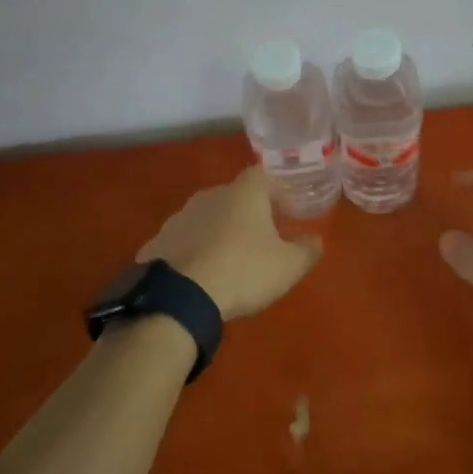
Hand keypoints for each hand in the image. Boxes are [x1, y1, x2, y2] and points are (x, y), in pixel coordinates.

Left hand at [136, 166, 322, 321]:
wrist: (179, 297)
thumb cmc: (243, 271)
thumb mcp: (288, 266)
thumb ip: (307, 250)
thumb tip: (315, 240)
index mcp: (243, 193)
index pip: (263, 176)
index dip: (277, 192)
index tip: (287, 214)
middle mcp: (209, 196)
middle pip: (234, 196)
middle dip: (249, 214)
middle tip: (262, 238)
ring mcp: (179, 218)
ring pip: (207, 218)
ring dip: (220, 232)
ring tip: (230, 260)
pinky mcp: (157, 242)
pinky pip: (184, 241)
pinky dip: (195, 251)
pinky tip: (201, 276)